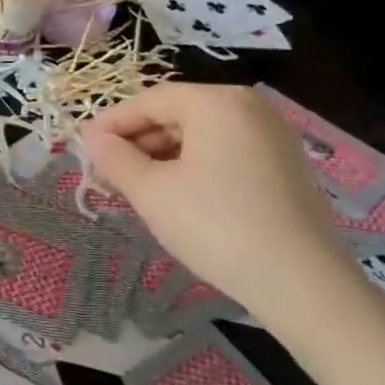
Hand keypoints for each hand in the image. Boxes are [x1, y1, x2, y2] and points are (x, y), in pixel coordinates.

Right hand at [80, 82, 356, 319]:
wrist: (302, 283)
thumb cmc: (215, 225)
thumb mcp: (150, 192)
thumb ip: (114, 159)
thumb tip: (93, 140)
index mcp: (218, 102)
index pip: (149, 100)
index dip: (110, 122)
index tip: (82, 148)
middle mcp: (250, 109)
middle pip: (176, 114)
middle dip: (136, 142)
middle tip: (105, 172)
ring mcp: (273, 138)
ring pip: (200, 136)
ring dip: (161, 157)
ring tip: (134, 188)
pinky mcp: (284, 168)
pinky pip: (224, 153)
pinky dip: (192, 167)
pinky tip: (174, 196)